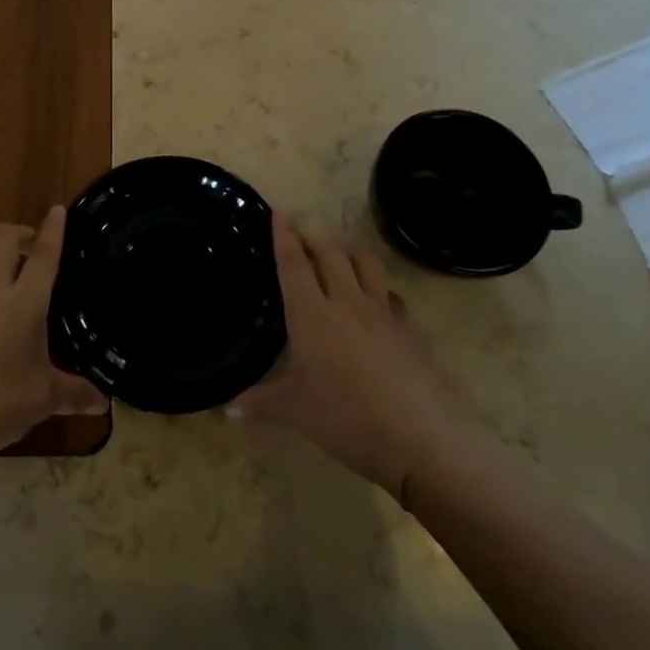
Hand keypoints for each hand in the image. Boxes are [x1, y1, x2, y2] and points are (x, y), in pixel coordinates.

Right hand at [230, 217, 459, 500]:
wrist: (420, 437)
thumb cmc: (345, 418)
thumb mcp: (295, 412)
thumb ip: (260, 403)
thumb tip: (228, 410)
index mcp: (311, 313)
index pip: (293, 264)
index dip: (284, 236)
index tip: (280, 212)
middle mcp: (346, 301)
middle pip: (329, 254)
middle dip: (313, 239)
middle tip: (301, 237)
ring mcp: (382, 312)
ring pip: (365, 263)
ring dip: (347, 251)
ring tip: (338, 254)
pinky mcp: (409, 330)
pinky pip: (390, 294)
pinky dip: (378, 286)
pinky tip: (377, 300)